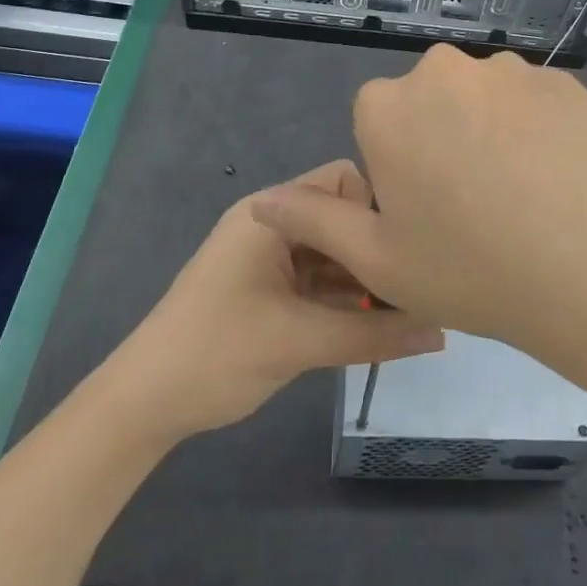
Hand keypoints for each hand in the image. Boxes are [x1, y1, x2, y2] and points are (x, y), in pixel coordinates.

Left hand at [107, 161, 444, 441]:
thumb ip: (375, 334)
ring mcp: (269, 257)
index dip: (378, 208)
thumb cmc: (217, 354)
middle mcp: (272, 225)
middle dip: (376, 249)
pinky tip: (378, 323)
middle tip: (419, 286)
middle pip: (340, 220)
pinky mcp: (269, 288)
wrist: (143, 404)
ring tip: (410, 308)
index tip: (410, 249)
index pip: (344, 181)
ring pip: (333, 253)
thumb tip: (442, 331)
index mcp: (271, 214)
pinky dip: (345, 297)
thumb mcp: (301, 342)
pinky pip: (319, 279)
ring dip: (364, 278)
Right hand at [251, 45, 586, 350]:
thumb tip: (261, 201)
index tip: (429, 213)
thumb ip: (314, 222)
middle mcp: (443, 71)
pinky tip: (559, 179)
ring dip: (491, 133)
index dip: (400, 170)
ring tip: (524, 195)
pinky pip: (533, 102)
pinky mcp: (563, 80)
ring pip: (484, 100)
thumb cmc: (471, 269)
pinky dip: (537, 131)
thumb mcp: (377, 260)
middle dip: (441, 142)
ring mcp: (510, 70)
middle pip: (431, 104)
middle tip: (474, 207)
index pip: (378, 124)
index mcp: (388, 108)